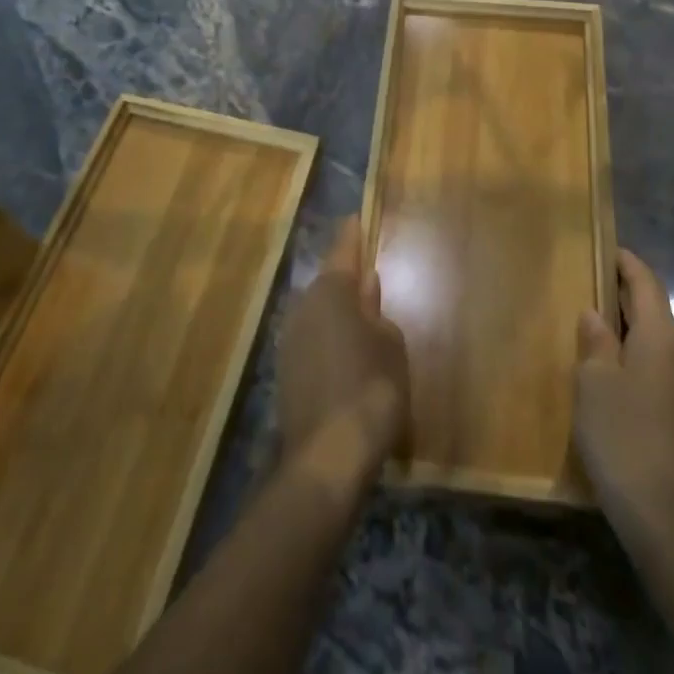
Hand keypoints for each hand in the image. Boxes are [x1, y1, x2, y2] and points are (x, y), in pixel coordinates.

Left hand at [276, 217, 408, 484]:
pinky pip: (312, 342)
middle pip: (329, 284)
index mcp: (332, 291)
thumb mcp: (389, 343)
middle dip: (347, 282)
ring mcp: (289, 339)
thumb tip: (366, 285)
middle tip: (369, 281)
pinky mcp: (284, 371)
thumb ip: (376, 309)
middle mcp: (303, 306)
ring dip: (337, 316)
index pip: (344, 250)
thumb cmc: (371, 387)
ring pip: (318, 315)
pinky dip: (328, 343)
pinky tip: (346, 360)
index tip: (355, 218)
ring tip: (362, 325)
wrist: (328, 456)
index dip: (352, 234)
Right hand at [573, 250, 673, 533]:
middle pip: (654, 309)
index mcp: (661, 336)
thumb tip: (596, 313)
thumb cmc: (623, 434)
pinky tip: (611, 369)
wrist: (667, 516)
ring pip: (656, 340)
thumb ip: (595, 340)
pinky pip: (657, 366)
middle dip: (625, 293)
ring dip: (629, 327)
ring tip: (595, 324)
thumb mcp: (594, 381)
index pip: (646, 282)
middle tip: (590, 282)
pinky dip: (635, 354)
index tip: (605, 247)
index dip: (626, 262)